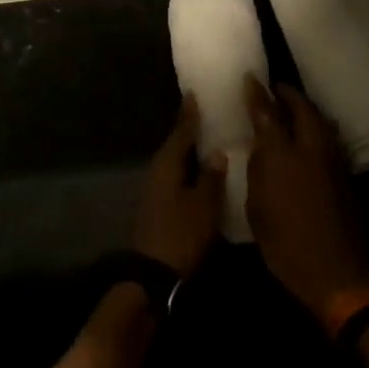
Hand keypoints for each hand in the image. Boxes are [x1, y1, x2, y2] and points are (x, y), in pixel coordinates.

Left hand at [132, 96, 225, 278]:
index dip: (189, 114)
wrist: (152, 273)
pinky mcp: (158, 205)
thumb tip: (216, 152)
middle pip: (175, 145)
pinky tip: (200, 171)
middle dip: (189, 130)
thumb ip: (210, 177)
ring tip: (209, 139)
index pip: (180, 132)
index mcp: (167, 165)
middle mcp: (157, 172)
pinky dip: (187, 169)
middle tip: (206, 113)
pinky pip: (175, 177)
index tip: (194, 94)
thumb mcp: (203, 206)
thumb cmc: (180, 234)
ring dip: (189, 151)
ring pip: (175, 162)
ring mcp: (155, 190)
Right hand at [245, 78, 368, 324]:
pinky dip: (317, 128)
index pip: (268, 115)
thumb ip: (258, 171)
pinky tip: (308, 135)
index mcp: (283, 158)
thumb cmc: (286, 246)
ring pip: (321, 122)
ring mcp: (334, 162)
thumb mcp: (258, 209)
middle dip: (289, 95)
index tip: (250, 79)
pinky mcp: (346, 176)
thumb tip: (260, 146)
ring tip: (292, 107)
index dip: (258, 96)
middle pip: (303, 110)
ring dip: (306, 110)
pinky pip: (329, 139)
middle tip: (276, 89)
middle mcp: (311, 151)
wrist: (337, 274)